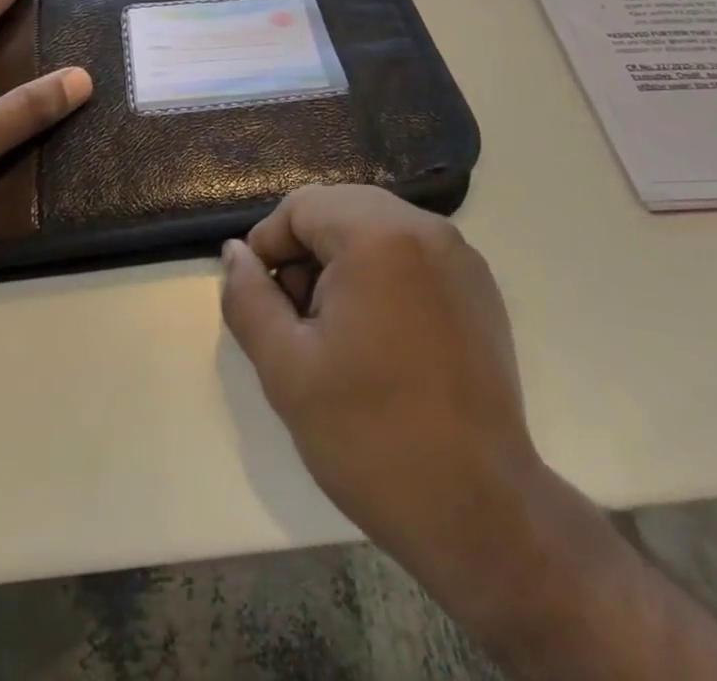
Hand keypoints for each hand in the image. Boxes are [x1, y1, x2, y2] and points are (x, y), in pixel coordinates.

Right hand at [219, 186, 543, 611]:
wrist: (478, 511)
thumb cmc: (370, 434)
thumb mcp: (285, 368)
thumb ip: (249, 298)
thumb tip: (236, 253)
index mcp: (377, 235)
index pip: (302, 206)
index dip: (270, 245)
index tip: (265, 301)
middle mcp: (425, 228)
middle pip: (341, 209)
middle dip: (307, 253)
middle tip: (298, 319)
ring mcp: (460, 256)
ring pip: (378, 228)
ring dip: (344, 262)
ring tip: (337, 332)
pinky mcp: (480, 287)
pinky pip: (413, 253)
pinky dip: (384, 274)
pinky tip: (381, 337)